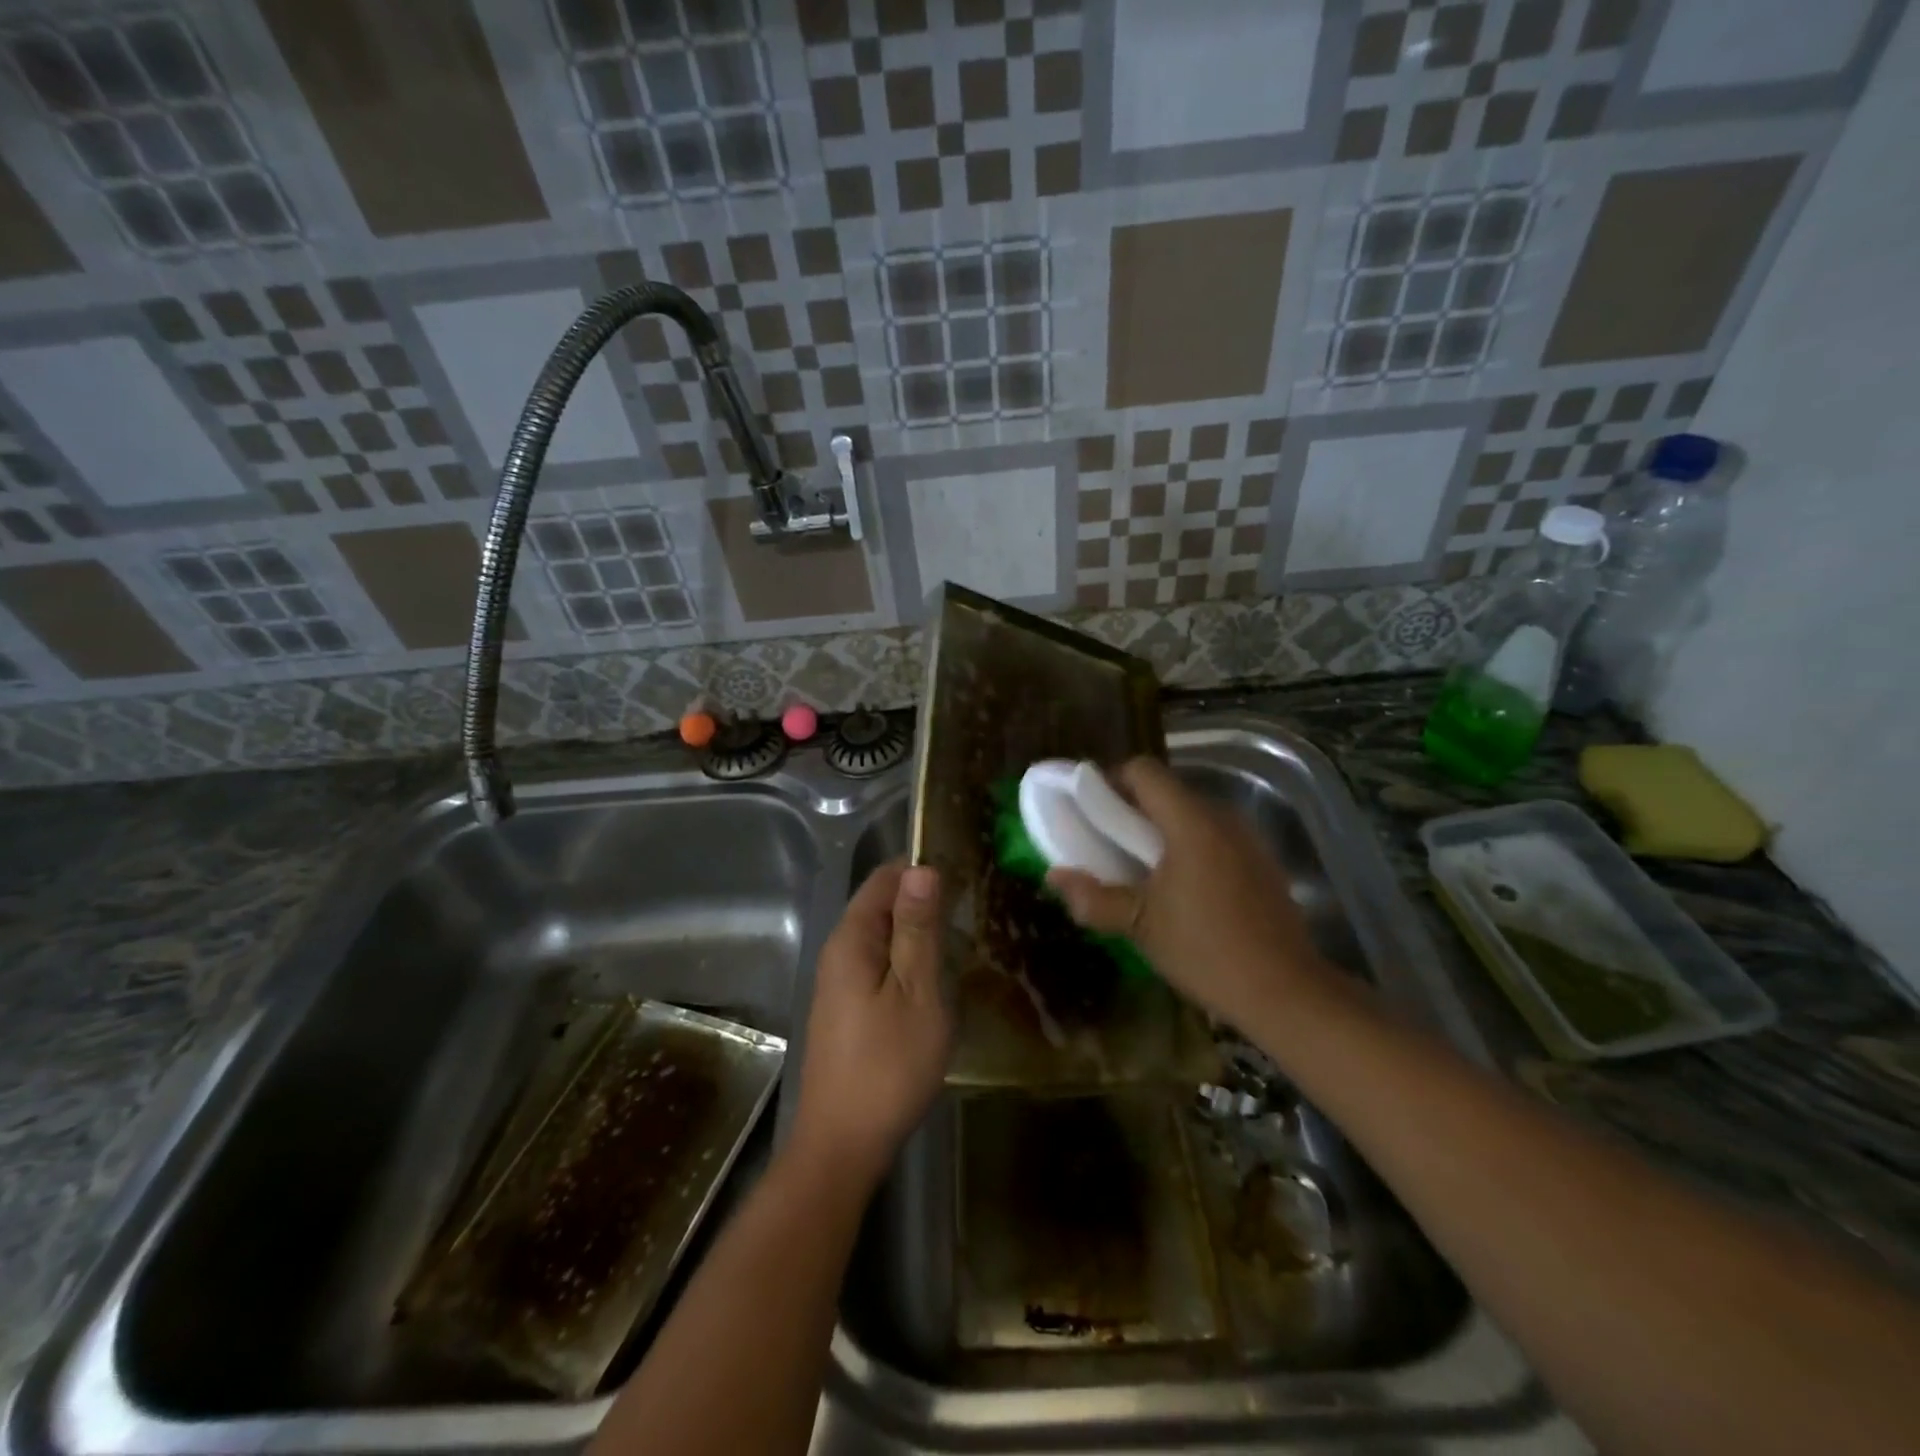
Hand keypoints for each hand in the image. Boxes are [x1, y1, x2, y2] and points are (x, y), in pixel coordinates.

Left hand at [789, 860, 950, 1187]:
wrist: (843, 1144)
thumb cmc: (888, 1065)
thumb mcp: (916, 992)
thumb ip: (917, 929)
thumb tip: (922, 867)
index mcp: (852, 939)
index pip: (885, 878)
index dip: (923, 869)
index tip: (965, 875)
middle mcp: (839, 951)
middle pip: (882, 904)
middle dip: (924, 900)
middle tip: (973, 910)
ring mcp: (840, 982)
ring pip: (883, 936)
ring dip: (918, 932)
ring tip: (963, 939)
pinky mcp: (847, 1008)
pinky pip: (880, 964)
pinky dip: (908, 960)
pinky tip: (936, 977)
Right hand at [1045, 757, 1332, 1031]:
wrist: (1286, 992)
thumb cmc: (1206, 951)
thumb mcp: (1140, 926)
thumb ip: (1094, 897)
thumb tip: (1054, 877)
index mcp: (1191, 822)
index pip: (1144, 771)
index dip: (1110, 781)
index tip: (1089, 811)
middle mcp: (1222, 817)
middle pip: (1167, 790)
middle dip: (1131, 808)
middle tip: (1105, 842)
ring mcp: (1247, 838)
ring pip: (1191, 813)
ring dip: (1160, 828)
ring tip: (1138, 866)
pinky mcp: (1261, 861)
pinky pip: (1214, 835)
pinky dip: (1188, 845)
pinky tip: (1178, 886)